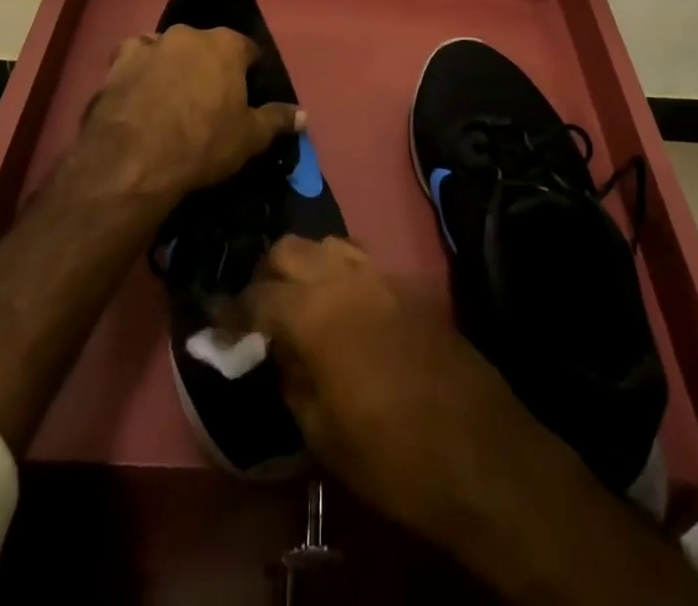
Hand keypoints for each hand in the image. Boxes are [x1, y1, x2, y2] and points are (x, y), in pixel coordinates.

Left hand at [76, 25, 302, 206]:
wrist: (133, 160)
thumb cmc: (202, 144)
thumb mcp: (249, 138)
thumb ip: (277, 120)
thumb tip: (303, 114)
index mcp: (226, 45)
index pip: (248, 50)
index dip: (249, 72)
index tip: (246, 96)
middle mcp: (189, 34)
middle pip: (207, 46)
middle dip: (209, 66)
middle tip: (208, 100)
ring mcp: (151, 44)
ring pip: (169, 48)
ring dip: (173, 64)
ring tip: (171, 97)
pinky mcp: (118, 62)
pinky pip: (135, 57)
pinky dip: (139, 69)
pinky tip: (139, 91)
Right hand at [244, 238, 697, 605]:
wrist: (479, 449)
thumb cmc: (391, 454)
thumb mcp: (322, 432)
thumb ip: (291, 376)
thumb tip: (274, 349)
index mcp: (315, 312)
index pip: (257, 295)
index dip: (232, 310)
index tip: (218, 325)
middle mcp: (344, 277)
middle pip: (289, 249)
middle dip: (266, 273)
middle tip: (259, 309)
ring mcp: (381, 274)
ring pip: (327, 243)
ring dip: (305, 264)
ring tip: (299, 302)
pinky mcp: (407, 283)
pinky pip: (360, 259)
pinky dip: (338, 271)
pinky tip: (340, 305)